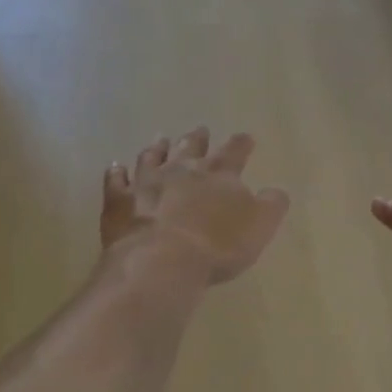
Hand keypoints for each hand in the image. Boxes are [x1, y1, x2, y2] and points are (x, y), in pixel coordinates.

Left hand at [102, 127, 289, 285]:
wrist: (162, 261)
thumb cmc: (218, 245)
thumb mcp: (260, 226)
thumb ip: (271, 205)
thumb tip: (276, 190)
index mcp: (219, 174)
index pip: (234, 151)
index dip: (241, 144)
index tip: (245, 137)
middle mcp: (182, 170)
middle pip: (191, 148)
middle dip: (198, 139)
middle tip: (200, 130)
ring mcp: (147, 183)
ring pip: (152, 157)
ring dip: (157, 149)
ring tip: (160, 140)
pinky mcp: (119, 202)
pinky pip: (116, 182)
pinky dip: (116, 173)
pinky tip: (116, 167)